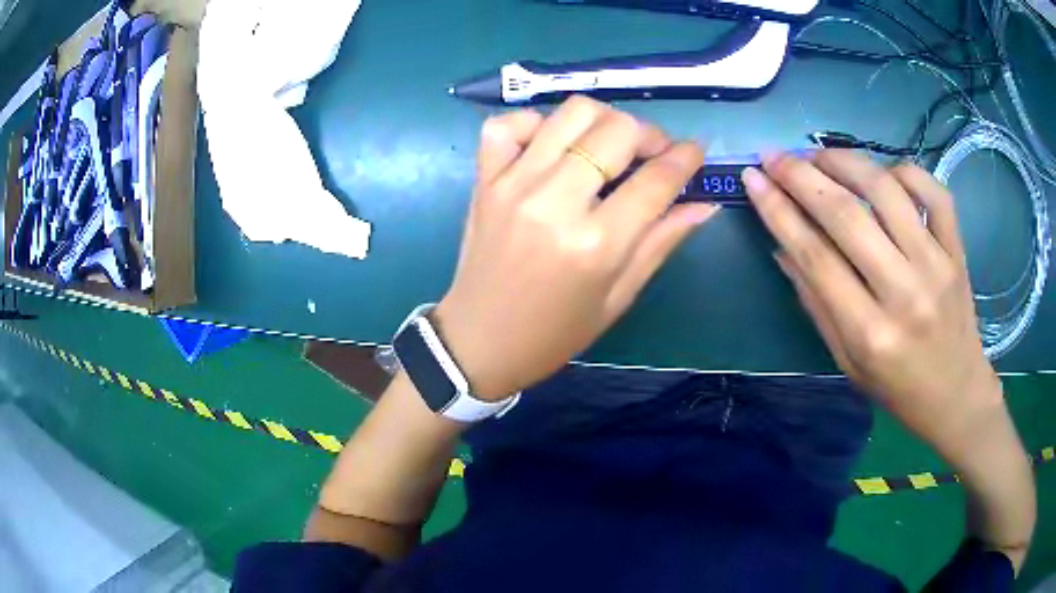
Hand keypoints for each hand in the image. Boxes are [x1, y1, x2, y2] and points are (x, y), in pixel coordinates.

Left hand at [434, 96, 719, 400]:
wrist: (480, 341)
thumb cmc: (555, 333)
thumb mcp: (618, 298)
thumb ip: (661, 243)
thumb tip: (704, 204)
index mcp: (596, 244)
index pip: (656, 180)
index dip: (685, 159)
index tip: (694, 153)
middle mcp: (555, 202)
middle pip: (617, 129)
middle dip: (648, 134)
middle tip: (651, 155)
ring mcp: (513, 184)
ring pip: (571, 113)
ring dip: (602, 120)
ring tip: (607, 146)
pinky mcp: (484, 179)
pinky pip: (508, 124)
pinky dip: (536, 123)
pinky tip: (551, 146)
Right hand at [742, 150, 1005, 463]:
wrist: (956, 395)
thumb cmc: (897, 387)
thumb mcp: (847, 362)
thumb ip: (816, 304)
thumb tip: (782, 247)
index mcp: (869, 334)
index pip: (816, 257)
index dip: (778, 211)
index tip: (753, 179)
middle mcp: (904, 293)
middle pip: (847, 215)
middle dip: (801, 176)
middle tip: (775, 156)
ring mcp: (936, 266)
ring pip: (886, 190)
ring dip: (845, 161)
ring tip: (819, 155)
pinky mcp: (957, 250)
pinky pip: (932, 191)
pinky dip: (903, 171)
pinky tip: (882, 174)